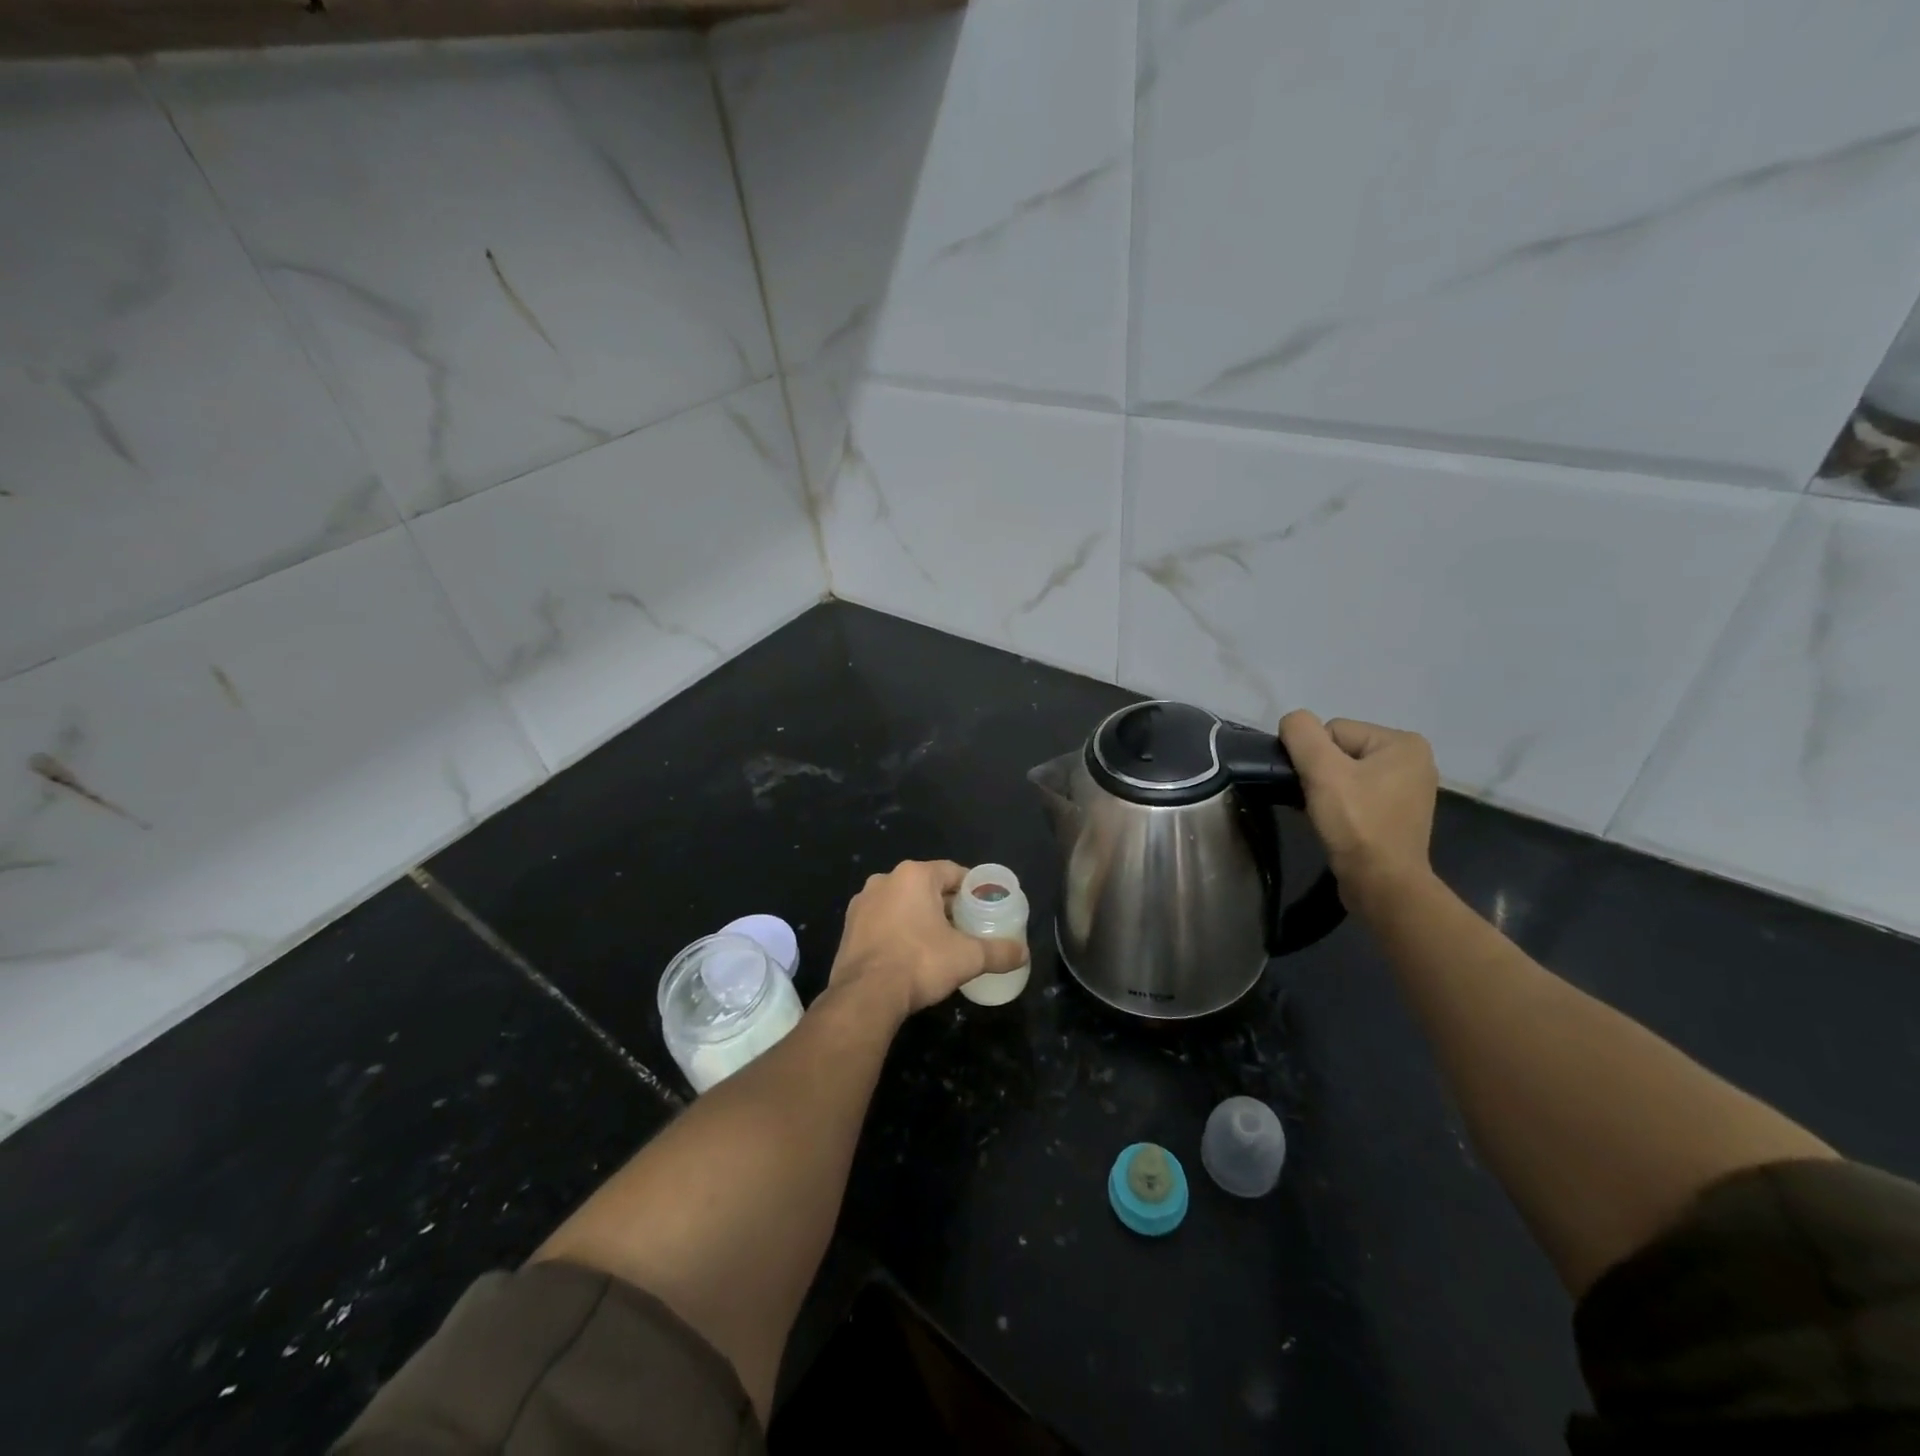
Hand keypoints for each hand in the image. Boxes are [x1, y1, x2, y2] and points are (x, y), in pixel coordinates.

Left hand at [829, 860, 1027, 1020]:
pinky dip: (898, 931)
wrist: (865, 996)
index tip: (984, 905)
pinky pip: (882, 922)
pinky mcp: (849, 928)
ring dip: (920, 917)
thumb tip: (1024, 953)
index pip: (952, 872)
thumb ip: (998, 952)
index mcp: (914, 875)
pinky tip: (910, 954)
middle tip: (966, 926)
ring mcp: (862, 904)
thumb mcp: (968, 957)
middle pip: (926, 887)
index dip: (971, 888)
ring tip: (940, 941)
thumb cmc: (920, 963)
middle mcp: (885, 880)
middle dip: (946, 904)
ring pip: (902, 903)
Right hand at [1278, 711, 1438, 902]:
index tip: (1315, 786)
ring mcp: (1407, 789)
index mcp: (1403, 742)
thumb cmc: (1356, 823)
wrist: (1381, 885)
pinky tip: (1334, 823)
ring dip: (1326, 791)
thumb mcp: (1322, 770)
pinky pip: (1356, 795)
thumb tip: (1292, 721)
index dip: (1314, 758)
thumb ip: (1301, 734)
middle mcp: (1412, 760)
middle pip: (1339, 751)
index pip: (1333, 731)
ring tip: (1324, 815)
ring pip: (1344, 774)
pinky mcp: (1396, 814)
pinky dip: (1339, 806)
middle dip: (1321, 774)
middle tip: (1317, 802)